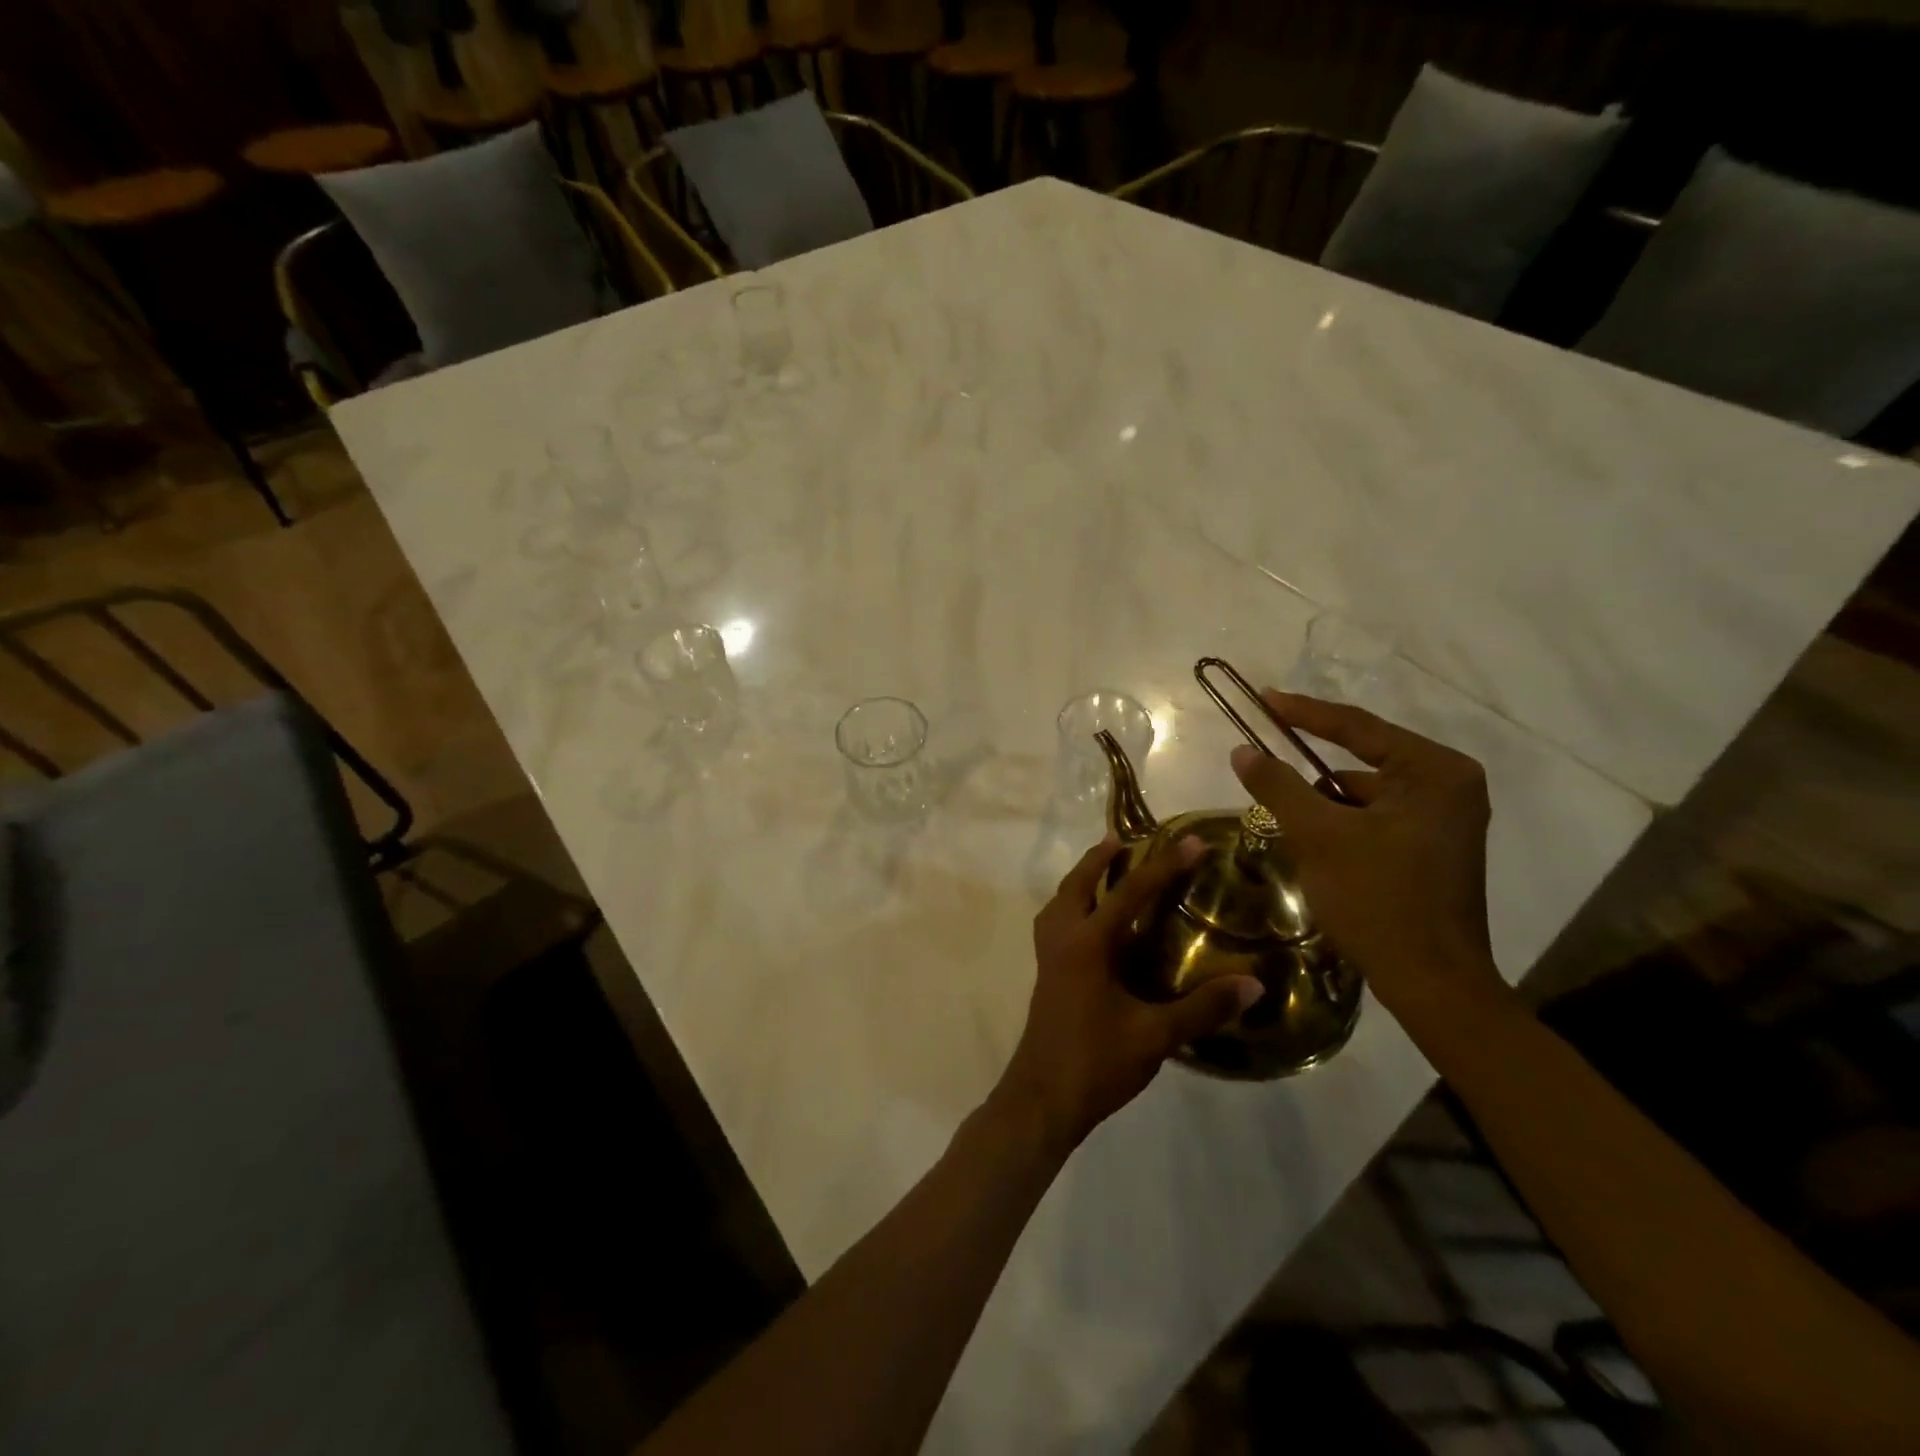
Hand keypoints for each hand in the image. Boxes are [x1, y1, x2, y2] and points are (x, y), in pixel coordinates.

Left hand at [995, 836, 1263, 1154]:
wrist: (1042, 1098)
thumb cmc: (1097, 1062)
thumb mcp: (1156, 1036)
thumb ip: (1202, 1007)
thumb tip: (1253, 984)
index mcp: (1088, 944)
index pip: (1130, 892)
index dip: (1164, 866)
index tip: (1191, 841)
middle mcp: (1062, 939)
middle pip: (1077, 883)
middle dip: (1101, 858)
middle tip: (1125, 839)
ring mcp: (1048, 956)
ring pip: (1060, 901)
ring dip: (1080, 879)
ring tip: (1103, 868)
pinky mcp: (1045, 973)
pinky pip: (1054, 921)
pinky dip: (1070, 905)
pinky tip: (1090, 922)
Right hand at [1229, 691, 1507, 1021]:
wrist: (1432, 983)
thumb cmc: (1378, 899)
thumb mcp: (1318, 836)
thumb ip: (1277, 786)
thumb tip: (1242, 750)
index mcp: (1435, 772)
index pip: (1357, 728)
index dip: (1304, 712)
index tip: (1263, 698)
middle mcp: (1449, 786)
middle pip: (1361, 762)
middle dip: (1310, 773)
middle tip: (1263, 761)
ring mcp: (1445, 819)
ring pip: (1363, 795)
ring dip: (1323, 806)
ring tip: (1285, 824)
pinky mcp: (1433, 847)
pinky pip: (1375, 819)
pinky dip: (1341, 826)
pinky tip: (1313, 848)